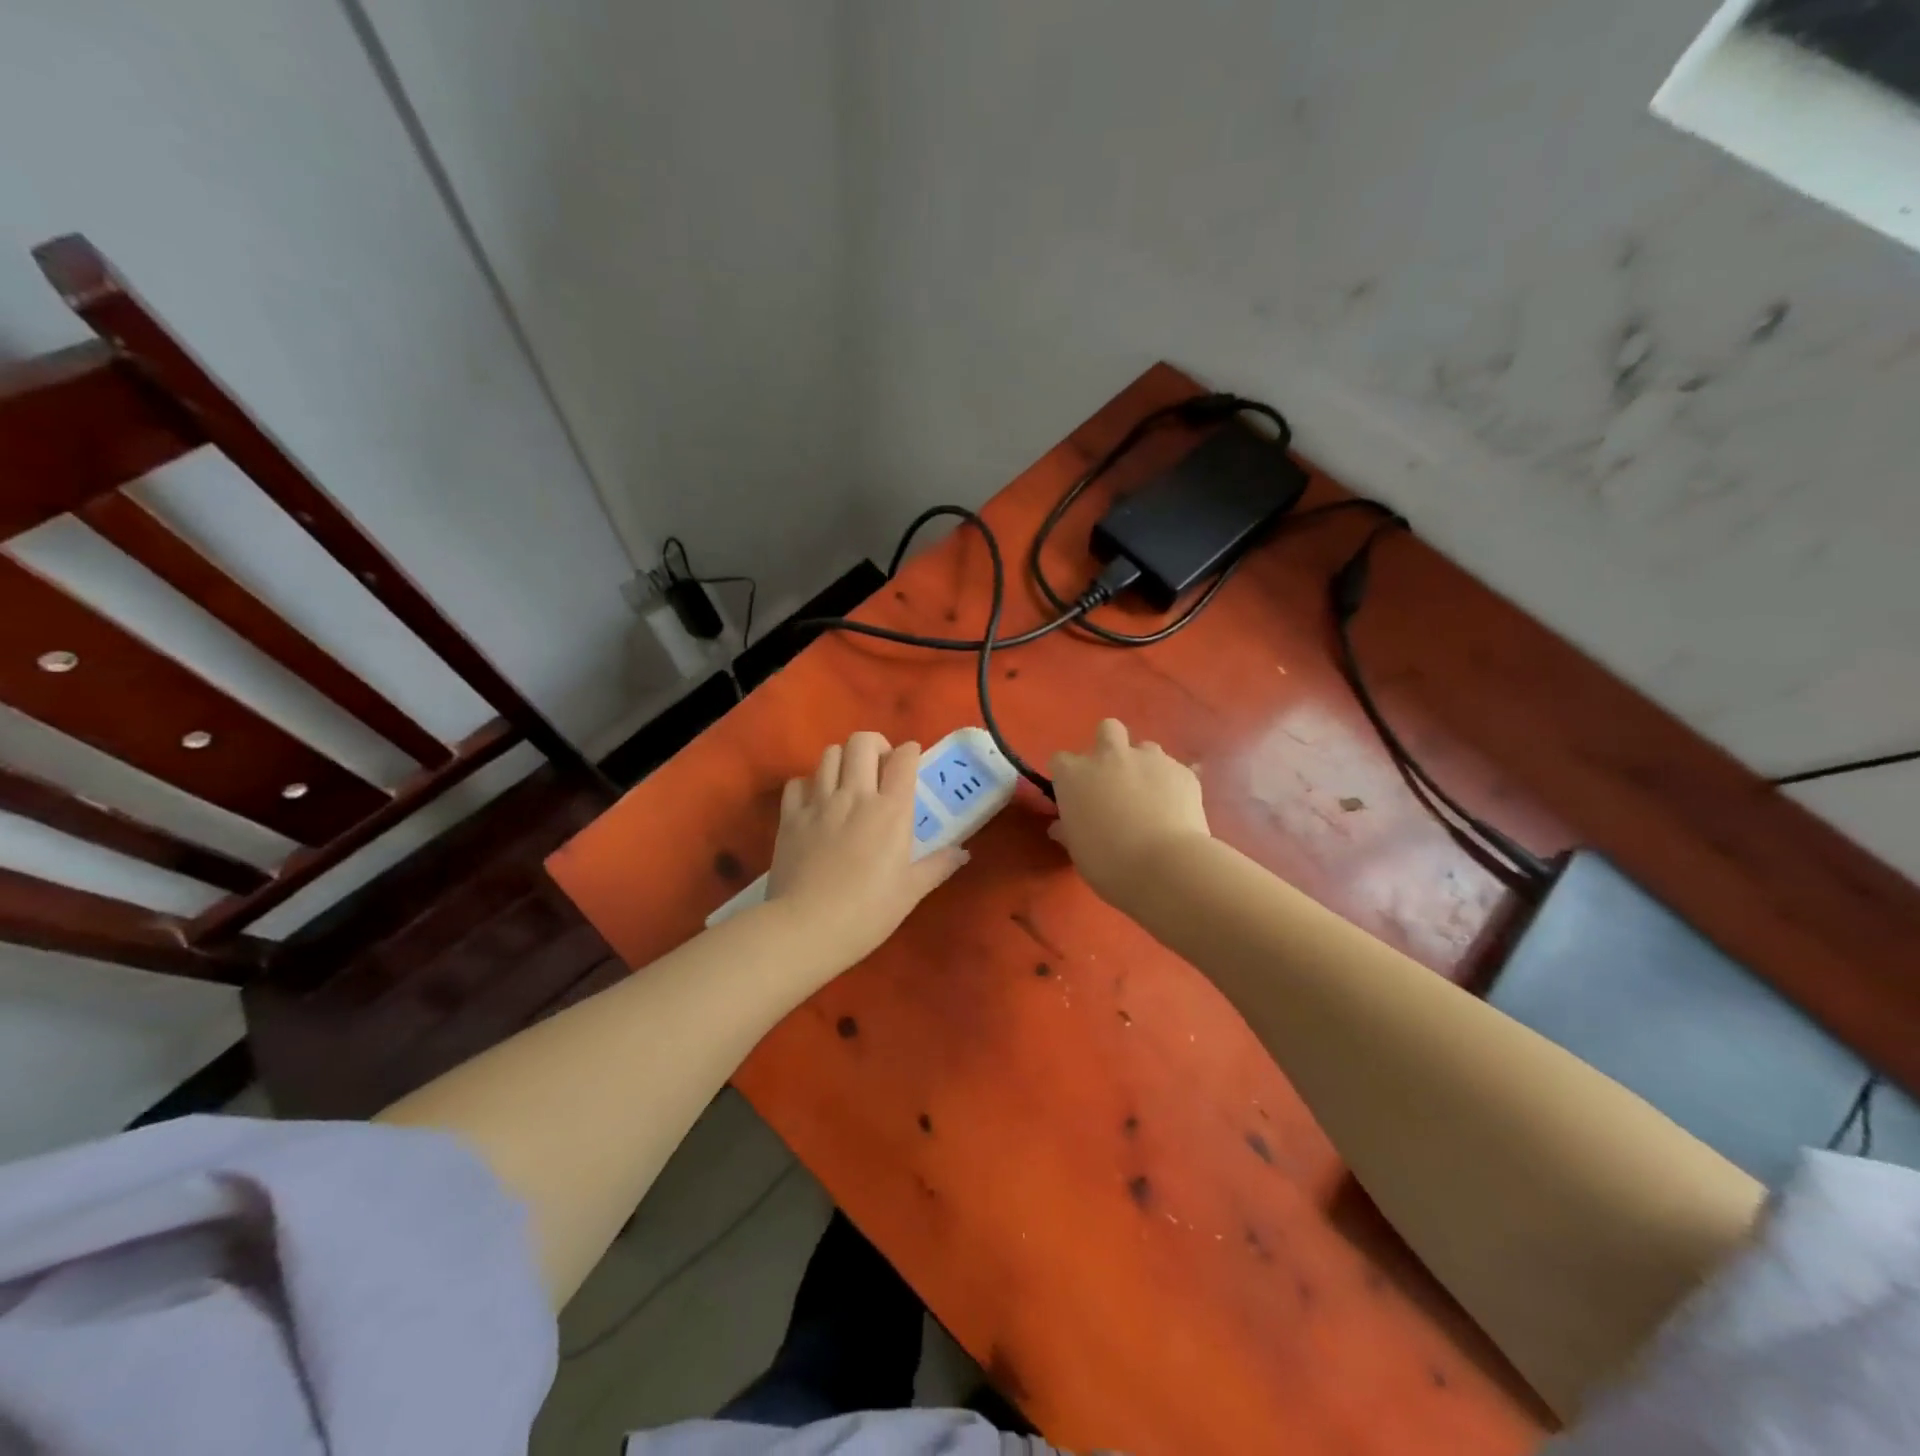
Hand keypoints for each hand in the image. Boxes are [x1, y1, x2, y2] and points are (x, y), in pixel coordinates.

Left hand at [766, 732, 968, 965]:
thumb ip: (938, 866)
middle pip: (862, 742)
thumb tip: (963, 853)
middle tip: (880, 767)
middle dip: (875, 745)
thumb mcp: (910, 892)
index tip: (911, 761)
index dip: (910, 752)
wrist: (807, 928)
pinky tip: (816, 801)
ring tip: (849, 780)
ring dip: (843, 759)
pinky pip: (798, 782)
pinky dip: (809, 784)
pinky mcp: (791, 817)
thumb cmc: (868, 913)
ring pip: (830, 754)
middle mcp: (855, 795)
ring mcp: (819, 803)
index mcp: (891, 810)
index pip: (903, 759)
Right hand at [1048, 719, 1210, 904]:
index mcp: (1075, 774)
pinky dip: (1171, 784)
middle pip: (1107, 730)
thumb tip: (1061, 826)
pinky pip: (1173, 770)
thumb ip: (1069, 830)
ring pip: (1144, 748)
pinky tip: (1174, 810)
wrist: (1165, 866)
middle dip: (1109, 747)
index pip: (1061, 760)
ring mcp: (1150, 759)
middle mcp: (1110, 756)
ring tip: (1150, 796)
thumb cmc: (1108, 862)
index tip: (1074, 795)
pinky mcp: (1182, 771)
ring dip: (1143, 766)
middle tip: (1113, 779)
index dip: (1068, 776)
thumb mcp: (1078, 850)